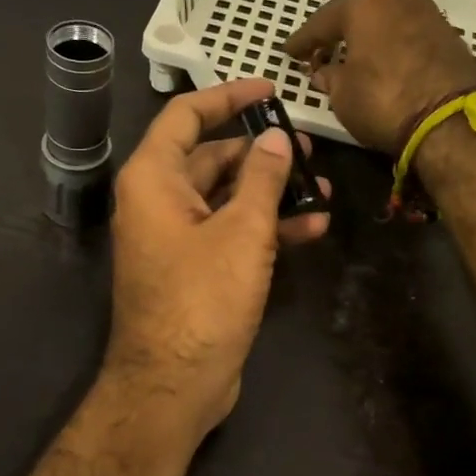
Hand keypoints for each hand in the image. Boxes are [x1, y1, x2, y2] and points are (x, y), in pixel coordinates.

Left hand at [103, 79, 330, 439]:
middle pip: (211, 157)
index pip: (186, 116)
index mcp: (153, 178)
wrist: (174, 385)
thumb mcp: (242, 231)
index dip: (227, 96)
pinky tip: (310, 228)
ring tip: (322, 190)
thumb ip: (262, 178)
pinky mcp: (194, 267)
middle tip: (309, 149)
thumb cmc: (202, 299)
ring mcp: (175, 236)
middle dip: (261, 152)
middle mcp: (158, 201)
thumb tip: (275, 139)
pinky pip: (228, 231)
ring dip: (271, 193)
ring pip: (225, 197)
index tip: (270, 89)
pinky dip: (264, 227)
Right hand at [285, 0, 475, 152]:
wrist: (452, 122)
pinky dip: (395, 50)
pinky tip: (386, 66)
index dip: (303, 40)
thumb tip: (326, 72)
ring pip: (389, 25)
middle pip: (360, 15)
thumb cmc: (384, 100)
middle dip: (340, 34)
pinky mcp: (452, 38)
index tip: (289, 52)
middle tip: (321, 52)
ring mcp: (431, 16)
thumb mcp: (342, 95)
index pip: (323, 21)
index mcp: (365, 5)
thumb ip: (330, 77)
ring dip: (371, 41)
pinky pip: (411, 39)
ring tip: (355, 60)